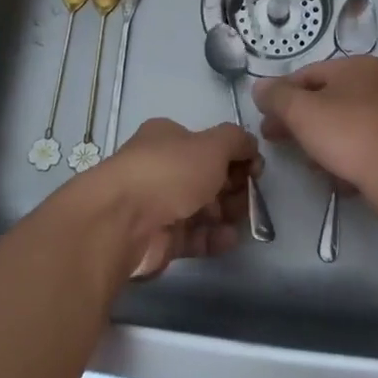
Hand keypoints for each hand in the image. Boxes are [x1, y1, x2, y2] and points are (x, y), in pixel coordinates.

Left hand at [86, 118, 259, 277]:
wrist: (122, 222)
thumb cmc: (169, 172)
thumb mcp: (212, 145)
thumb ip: (237, 141)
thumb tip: (251, 145)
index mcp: (168, 138)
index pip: (208, 144)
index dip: (236, 155)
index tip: (255, 169)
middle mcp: (161, 168)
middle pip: (207, 177)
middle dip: (233, 187)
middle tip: (250, 197)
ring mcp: (158, 205)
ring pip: (201, 208)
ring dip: (226, 213)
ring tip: (242, 219)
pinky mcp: (158, 239)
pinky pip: (192, 237)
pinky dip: (213, 237)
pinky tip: (229, 239)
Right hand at [251, 56, 377, 215]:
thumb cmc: (348, 132)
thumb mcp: (301, 110)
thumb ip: (276, 96)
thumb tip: (259, 87)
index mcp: (356, 67)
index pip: (307, 74)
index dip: (281, 94)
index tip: (263, 117)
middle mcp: (376, 86)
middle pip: (324, 101)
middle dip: (296, 121)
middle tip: (273, 139)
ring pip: (341, 127)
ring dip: (318, 143)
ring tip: (305, 163)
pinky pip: (359, 150)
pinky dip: (343, 160)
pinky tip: (332, 177)